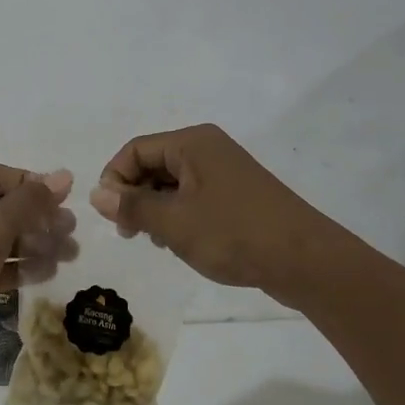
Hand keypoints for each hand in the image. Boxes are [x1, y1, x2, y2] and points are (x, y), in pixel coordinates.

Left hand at [0, 164, 76, 369]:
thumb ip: (30, 202)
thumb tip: (63, 176)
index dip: (34, 186)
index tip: (68, 200)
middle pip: (1, 208)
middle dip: (38, 220)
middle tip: (72, 232)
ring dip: (33, 245)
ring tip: (69, 255)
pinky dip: (16, 267)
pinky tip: (47, 273)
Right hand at [89, 124, 327, 293]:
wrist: (307, 261)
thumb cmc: (234, 234)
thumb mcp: (175, 223)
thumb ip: (133, 206)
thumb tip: (97, 193)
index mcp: (191, 143)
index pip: (135, 150)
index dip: (115, 179)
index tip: (110, 216)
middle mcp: (207, 148)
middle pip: (153, 163)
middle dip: (135, 195)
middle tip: (129, 233)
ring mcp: (225, 170)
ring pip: (173, 182)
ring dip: (156, 208)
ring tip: (156, 241)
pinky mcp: (238, 193)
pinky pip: (194, 195)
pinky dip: (179, 214)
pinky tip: (182, 241)